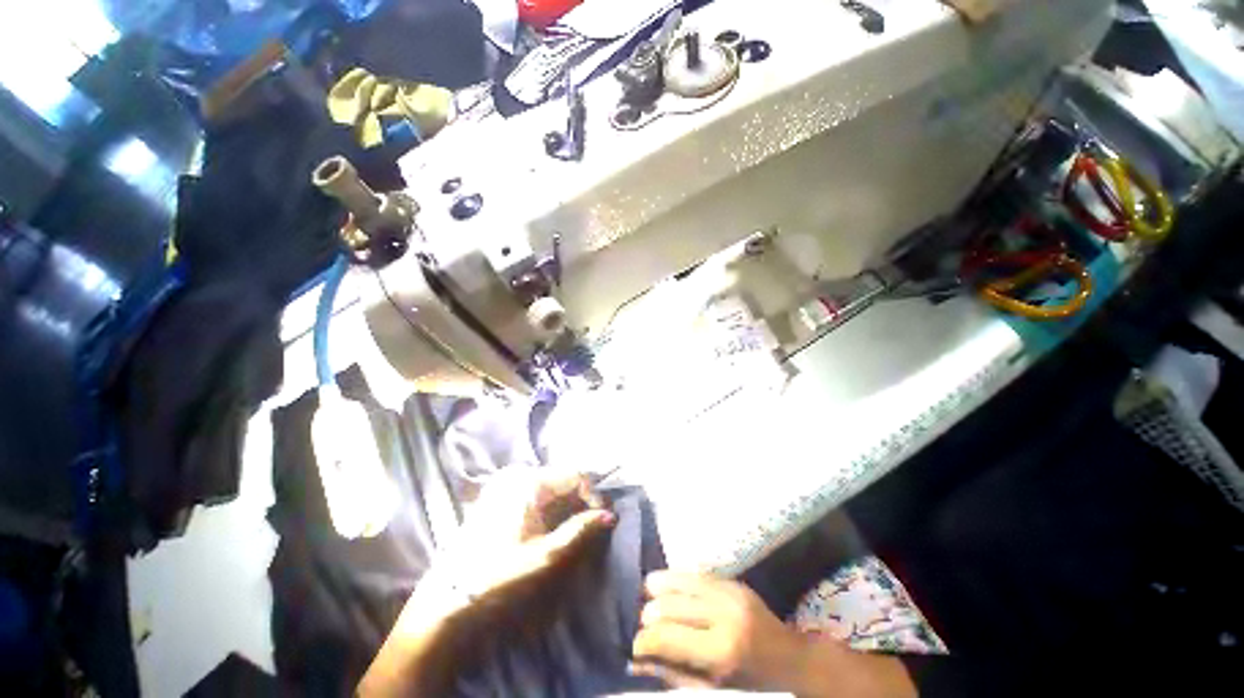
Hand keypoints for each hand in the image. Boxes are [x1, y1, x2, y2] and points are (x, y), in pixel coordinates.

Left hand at [438, 467, 615, 605]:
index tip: (603, 520)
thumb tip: (609, 516)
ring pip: (549, 484)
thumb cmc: (500, 575)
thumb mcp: (546, 555)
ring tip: (573, 528)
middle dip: (581, 500)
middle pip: (562, 477)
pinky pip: (533, 490)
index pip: (576, 474)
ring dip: (565, 503)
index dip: (594, 495)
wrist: (449, 598)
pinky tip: (550, 526)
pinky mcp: (497, 493)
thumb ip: (580, 530)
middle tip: (591, 525)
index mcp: (530, 481)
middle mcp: (517, 473)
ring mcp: (504, 482)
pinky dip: (548, 505)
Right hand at [631, 571, 810, 690]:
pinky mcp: (733, 581)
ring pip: (681, 581)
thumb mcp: (712, 689)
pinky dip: (677, 579)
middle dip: (648, 614)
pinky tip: (667, 585)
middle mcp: (723, 614)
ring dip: (658, 588)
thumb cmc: (752, 684)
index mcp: (721, 651)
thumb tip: (635, 662)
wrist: (792, 659)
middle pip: (670, 605)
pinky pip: (696, 574)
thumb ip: (673, 673)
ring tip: (646, 595)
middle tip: (642, 624)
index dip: (643, 641)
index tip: (635, 647)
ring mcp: (729, 592)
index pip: (667, 637)